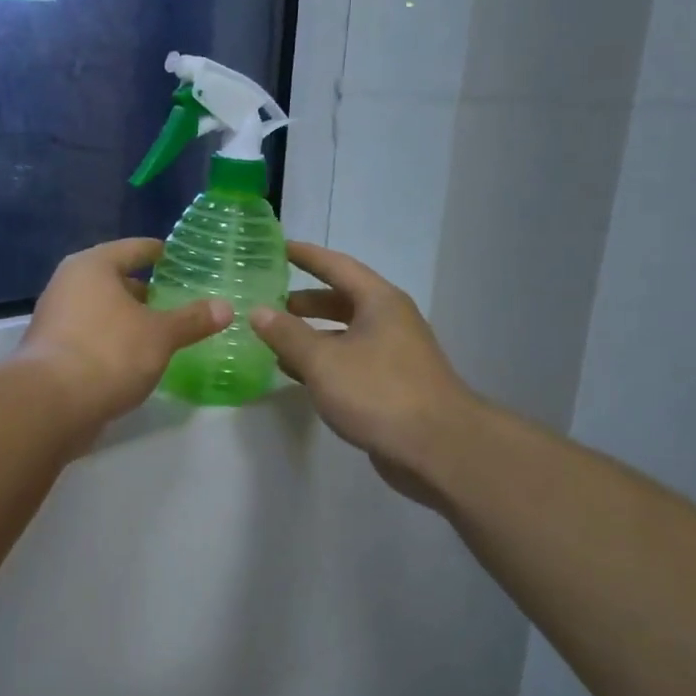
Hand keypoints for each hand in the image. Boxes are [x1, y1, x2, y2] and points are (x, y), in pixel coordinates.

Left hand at [19, 239, 231, 432]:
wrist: (50, 404)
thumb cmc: (109, 353)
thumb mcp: (160, 335)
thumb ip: (192, 320)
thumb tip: (226, 307)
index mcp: (93, 266)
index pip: (134, 248)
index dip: (159, 252)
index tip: (180, 258)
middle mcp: (68, 284)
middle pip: (114, 279)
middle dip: (145, 290)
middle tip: (177, 300)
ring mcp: (55, 318)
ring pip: (101, 309)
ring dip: (128, 318)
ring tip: (161, 330)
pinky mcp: (51, 350)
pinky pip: (91, 334)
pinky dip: (112, 340)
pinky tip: (134, 358)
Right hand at [250, 242, 476, 506]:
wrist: (438, 449)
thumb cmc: (379, 392)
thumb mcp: (323, 361)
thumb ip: (287, 335)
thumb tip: (257, 311)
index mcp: (379, 302)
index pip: (336, 266)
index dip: (305, 256)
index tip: (276, 247)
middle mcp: (389, 321)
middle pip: (341, 300)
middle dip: (304, 301)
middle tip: (267, 301)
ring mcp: (393, 355)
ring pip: (344, 334)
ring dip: (311, 335)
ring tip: (273, 339)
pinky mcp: (391, 386)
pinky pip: (349, 362)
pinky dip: (323, 362)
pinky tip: (298, 375)